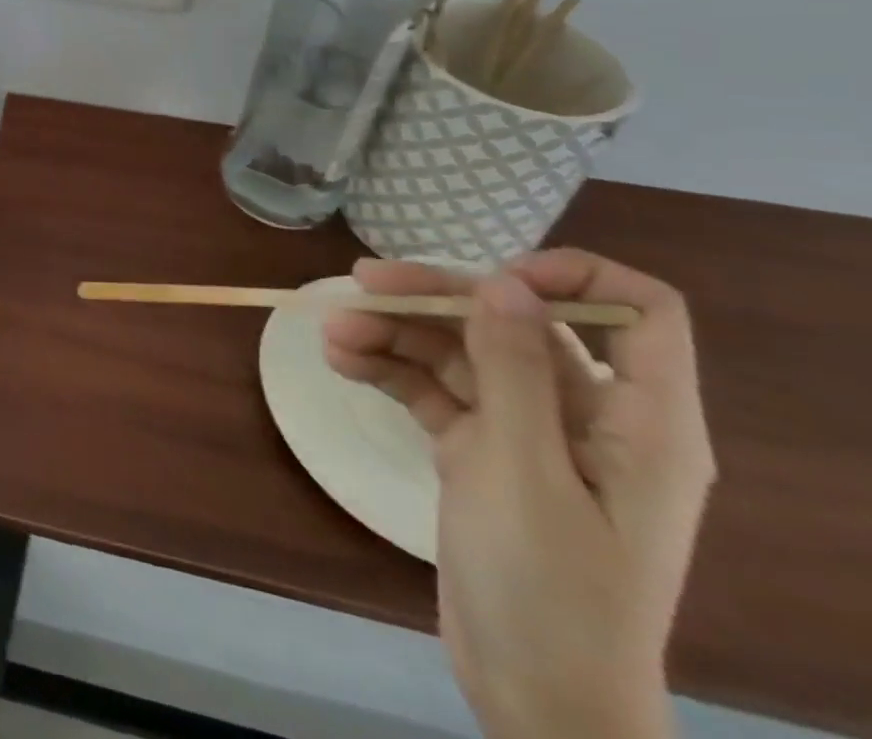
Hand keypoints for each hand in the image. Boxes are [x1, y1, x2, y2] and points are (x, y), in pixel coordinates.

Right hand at [324, 251, 714, 738]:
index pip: (641, 314)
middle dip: (437, 300)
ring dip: (397, 336)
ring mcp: (530, 435)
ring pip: (463, 354)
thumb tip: (503, 281)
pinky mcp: (483, 454)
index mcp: (638, 422)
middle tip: (362, 283)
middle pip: (515, 324)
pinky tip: (343, 363)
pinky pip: (437, 392)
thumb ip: (514, 370)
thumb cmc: (550, 588)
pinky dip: (391, 372)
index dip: (573, 277)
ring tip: (333, 333)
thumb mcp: (524, 471)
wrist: (533, 697)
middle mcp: (588, 416)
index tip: (493, 277)